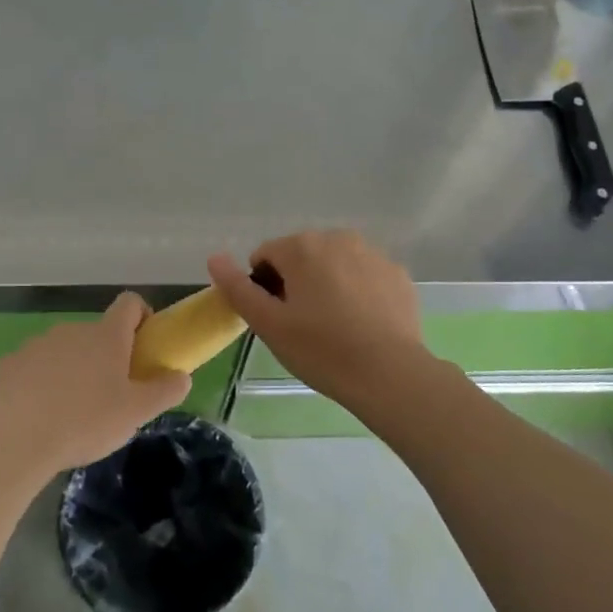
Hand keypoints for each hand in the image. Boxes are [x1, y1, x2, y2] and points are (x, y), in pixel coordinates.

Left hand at [0, 293, 189, 475]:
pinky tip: (38, 413)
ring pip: (64, 349)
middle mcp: (72, 330)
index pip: (130, 303)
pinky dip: (40, 381)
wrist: (16, 440)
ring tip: (71, 409)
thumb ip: (165, 391)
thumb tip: (183, 376)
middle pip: (97, 332)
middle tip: (110, 393)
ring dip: (72, 368)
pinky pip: (33, 366)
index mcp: (106, 335)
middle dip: (106, 355)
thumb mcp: (137, 413)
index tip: (143, 346)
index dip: (141, 317)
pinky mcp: (9, 364)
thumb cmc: (86, 421)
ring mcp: (37, 344)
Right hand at [208, 230, 424, 405]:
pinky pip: (364, 276)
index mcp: (302, 246)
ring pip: (335, 263)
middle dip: (296, 282)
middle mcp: (338, 238)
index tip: (276, 318)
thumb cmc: (320, 349)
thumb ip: (238, 288)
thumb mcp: (268, 324)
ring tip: (333, 325)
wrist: (389, 373)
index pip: (265, 256)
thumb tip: (215, 258)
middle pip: (302, 255)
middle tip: (302, 324)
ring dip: (327, 283)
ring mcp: (373, 254)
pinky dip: (357, 291)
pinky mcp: (397, 274)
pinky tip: (362, 324)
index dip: (263, 287)